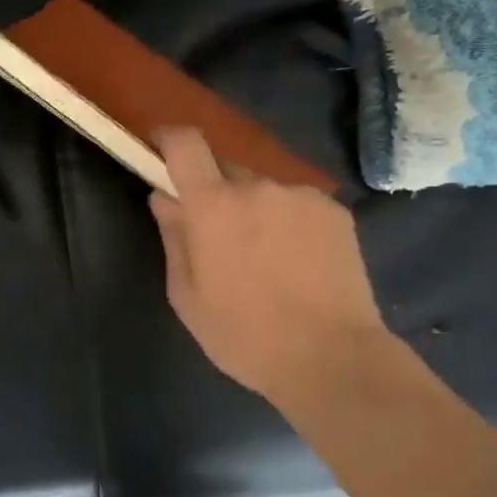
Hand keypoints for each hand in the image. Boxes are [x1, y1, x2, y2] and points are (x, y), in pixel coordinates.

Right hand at [150, 128, 390, 411]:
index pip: (186, 144)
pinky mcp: (335, 211)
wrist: (330, 357)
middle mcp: (258, 186)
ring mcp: (302, 196)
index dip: (169, 139)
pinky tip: (299, 263)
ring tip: (266, 258)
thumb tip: (164, 198)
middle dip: (214, 191)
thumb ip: (173, 237)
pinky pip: (298, 204)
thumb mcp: (187, 296)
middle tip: (219, 235)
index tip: (161, 149)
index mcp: (213, 206)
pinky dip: (289, 222)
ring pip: (264, 189)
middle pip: (225, 168)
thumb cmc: (244, 336)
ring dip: (255, 209)